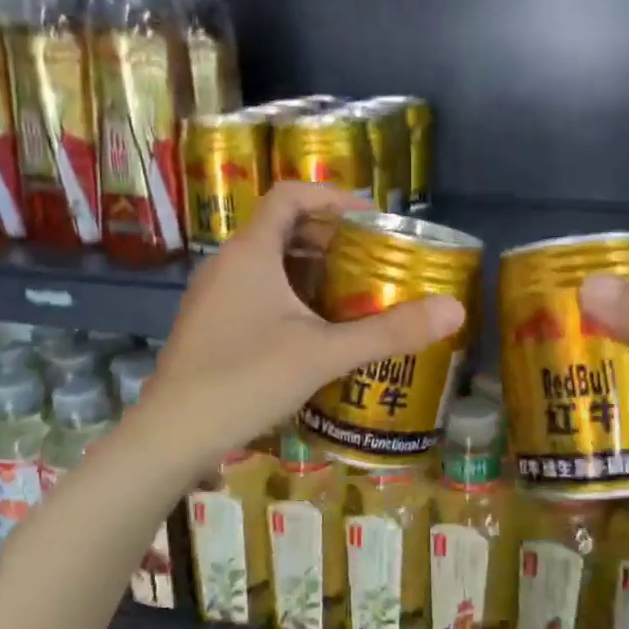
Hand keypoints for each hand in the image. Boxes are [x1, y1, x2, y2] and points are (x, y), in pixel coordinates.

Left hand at [145, 184, 464, 468]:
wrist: (173, 433)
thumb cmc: (247, 378)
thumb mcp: (325, 353)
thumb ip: (389, 331)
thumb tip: (455, 310)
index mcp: (251, 252)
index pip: (290, 195)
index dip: (332, 197)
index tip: (371, 217)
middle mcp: (227, 264)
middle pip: (281, 228)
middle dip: (329, 238)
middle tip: (371, 260)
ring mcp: (213, 297)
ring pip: (268, 264)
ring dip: (309, 270)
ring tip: (351, 294)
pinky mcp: (209, 326)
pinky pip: (255, 293)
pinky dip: (289, 297)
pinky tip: (314, 332)